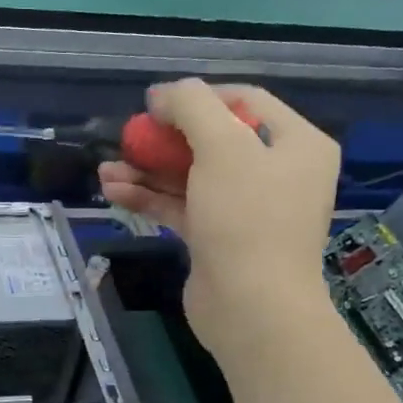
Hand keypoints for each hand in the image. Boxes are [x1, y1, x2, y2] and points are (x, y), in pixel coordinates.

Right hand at [100, 79, 340, 362]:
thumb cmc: (247, 218)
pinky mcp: (220, 240)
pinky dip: (152, 198)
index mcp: (296, 144)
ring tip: (106, 169)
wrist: (252, 309)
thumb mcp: (222, 147)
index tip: (156, 105)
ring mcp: (247, 210)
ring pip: (192, 177)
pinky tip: (114, 192)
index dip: (198, 96)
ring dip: (149, 170)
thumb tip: (162, 93)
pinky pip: (183, 207)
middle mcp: (277, 173)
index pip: (245, 101)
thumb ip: (191, 106)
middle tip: (129, 138)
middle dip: (165, 139)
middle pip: (214, 140)